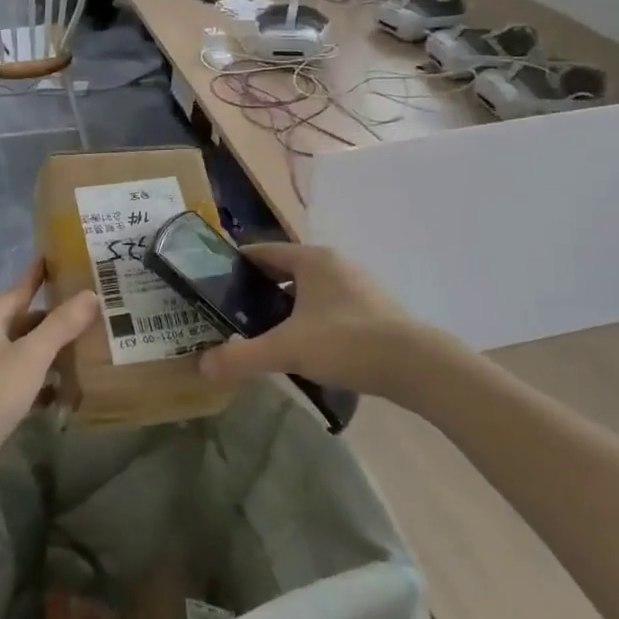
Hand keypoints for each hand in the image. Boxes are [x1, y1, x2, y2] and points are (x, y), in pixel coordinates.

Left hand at [0, 261, 97, 495]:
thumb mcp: (32, 354)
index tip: (67, 259)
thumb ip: (63, 324)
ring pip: (25, 351)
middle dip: (58, 319)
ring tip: (89, 349)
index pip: (23, 286)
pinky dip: (42, 381)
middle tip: (94, 312)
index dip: (44, 274)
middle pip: (27, 320)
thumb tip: (91, 294)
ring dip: (52, 352)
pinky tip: (67, 390)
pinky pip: (22, 379)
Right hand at [198, 243, 428, 403]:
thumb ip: (243, 357)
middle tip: (236, 312)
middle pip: (287, 270)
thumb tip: (203, 367)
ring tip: (266, 331)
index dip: (238, 264)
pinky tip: (306, 346)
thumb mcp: (287, 349)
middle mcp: (336, 264)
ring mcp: (358, 285)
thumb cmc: (346, 341)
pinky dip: (311, 319)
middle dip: (260, 289)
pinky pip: (330, 306)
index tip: (215, 281)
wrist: (415, 365)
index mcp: (313, 260)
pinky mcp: (374, 309)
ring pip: (310, 290)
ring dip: (287, 306)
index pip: (264, 251)